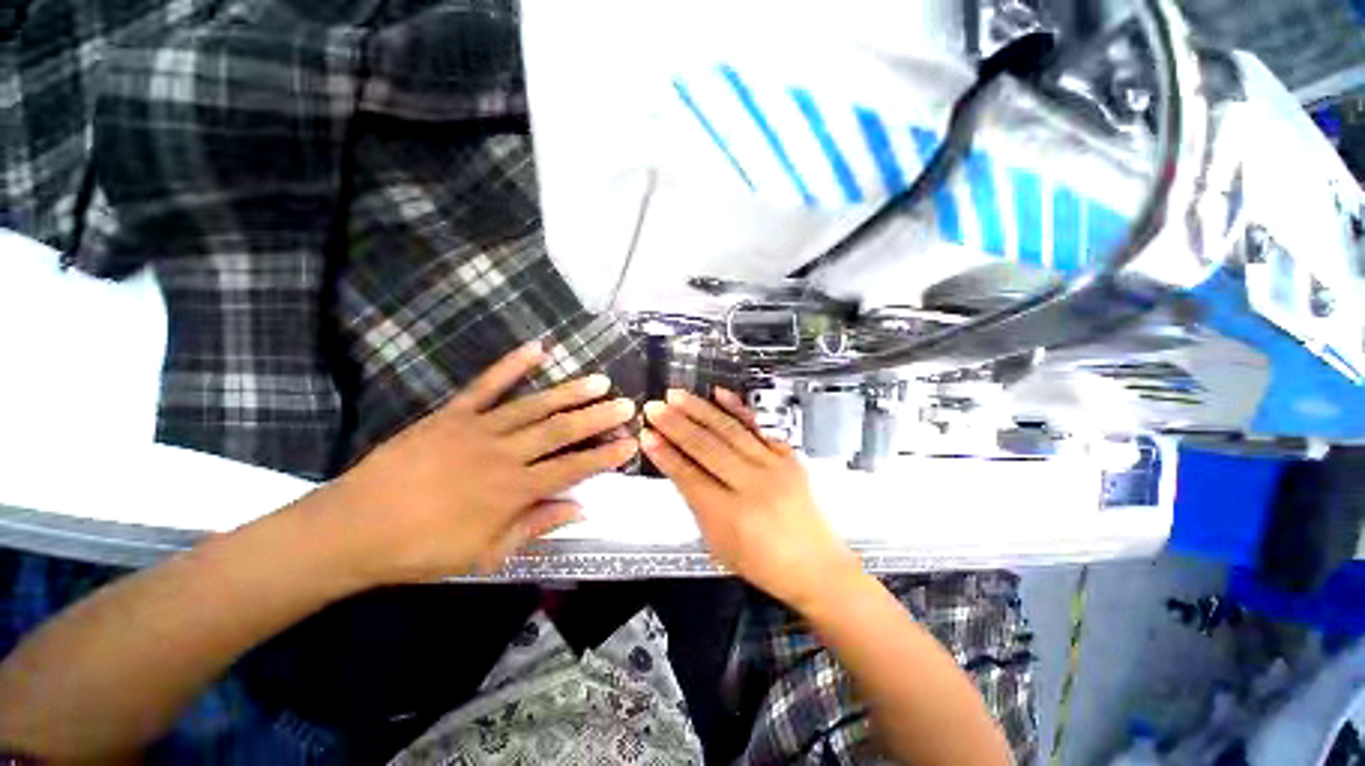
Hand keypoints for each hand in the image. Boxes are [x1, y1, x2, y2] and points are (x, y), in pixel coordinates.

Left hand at [326, 342, 637, 582]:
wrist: (353, 528)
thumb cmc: (422, 549)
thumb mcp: (485, 553)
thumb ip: (535, 526)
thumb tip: (580, 508)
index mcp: (513, 491)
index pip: (572, 469)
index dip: (604, 456)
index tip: (630, 443)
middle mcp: (504, 454)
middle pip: (561, 431)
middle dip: (598, 418)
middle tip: (626, 404)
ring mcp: (478, 429)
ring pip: (535, 406)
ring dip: (571, 392)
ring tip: (600, 381)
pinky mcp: (453, 414)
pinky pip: (487, 385)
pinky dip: (513, 365)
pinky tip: (538, 348)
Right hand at [640, 388, 860, 609]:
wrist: (816, 566)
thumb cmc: (763, 563)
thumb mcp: (719, 543)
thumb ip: (698, 503)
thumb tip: (678, 467)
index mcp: (730, 515)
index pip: (688, 475)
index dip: (665, 453)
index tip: (647, 435)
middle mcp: (752, 485)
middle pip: (706, 447)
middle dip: (675, 424)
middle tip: (654, 407)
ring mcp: (773, 466)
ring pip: (729, 430)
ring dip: (699, 410)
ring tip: (676, 395)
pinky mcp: (788, 456)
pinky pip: (757, 426)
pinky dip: (736, 407)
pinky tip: (719, 393)